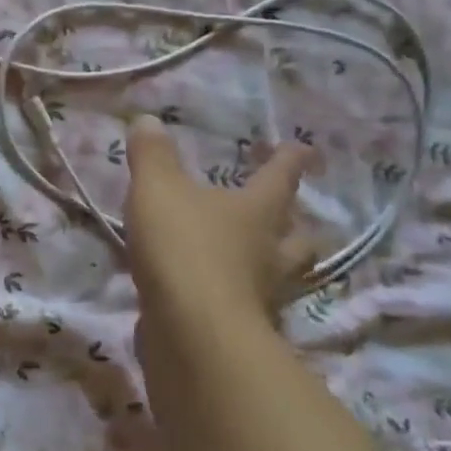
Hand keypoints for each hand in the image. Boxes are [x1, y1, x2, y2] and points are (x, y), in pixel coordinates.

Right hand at [123, 115, 314, 337]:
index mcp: (257, 210)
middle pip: (297, 236)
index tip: (302, 148)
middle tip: (287, 216)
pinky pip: (250, 307)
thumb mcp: (157, 189)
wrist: (192, 331)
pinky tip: (218, 296)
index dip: (290, 160)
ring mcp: (262, 295)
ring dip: (275, 265)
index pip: (281, 177)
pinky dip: (240, 298)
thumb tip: (148, 120)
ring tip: (257, 259)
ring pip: (282, 276)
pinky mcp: (242, 330)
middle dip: (294, 224)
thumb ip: (152, 156)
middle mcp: (270, 252)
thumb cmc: (183, 247)